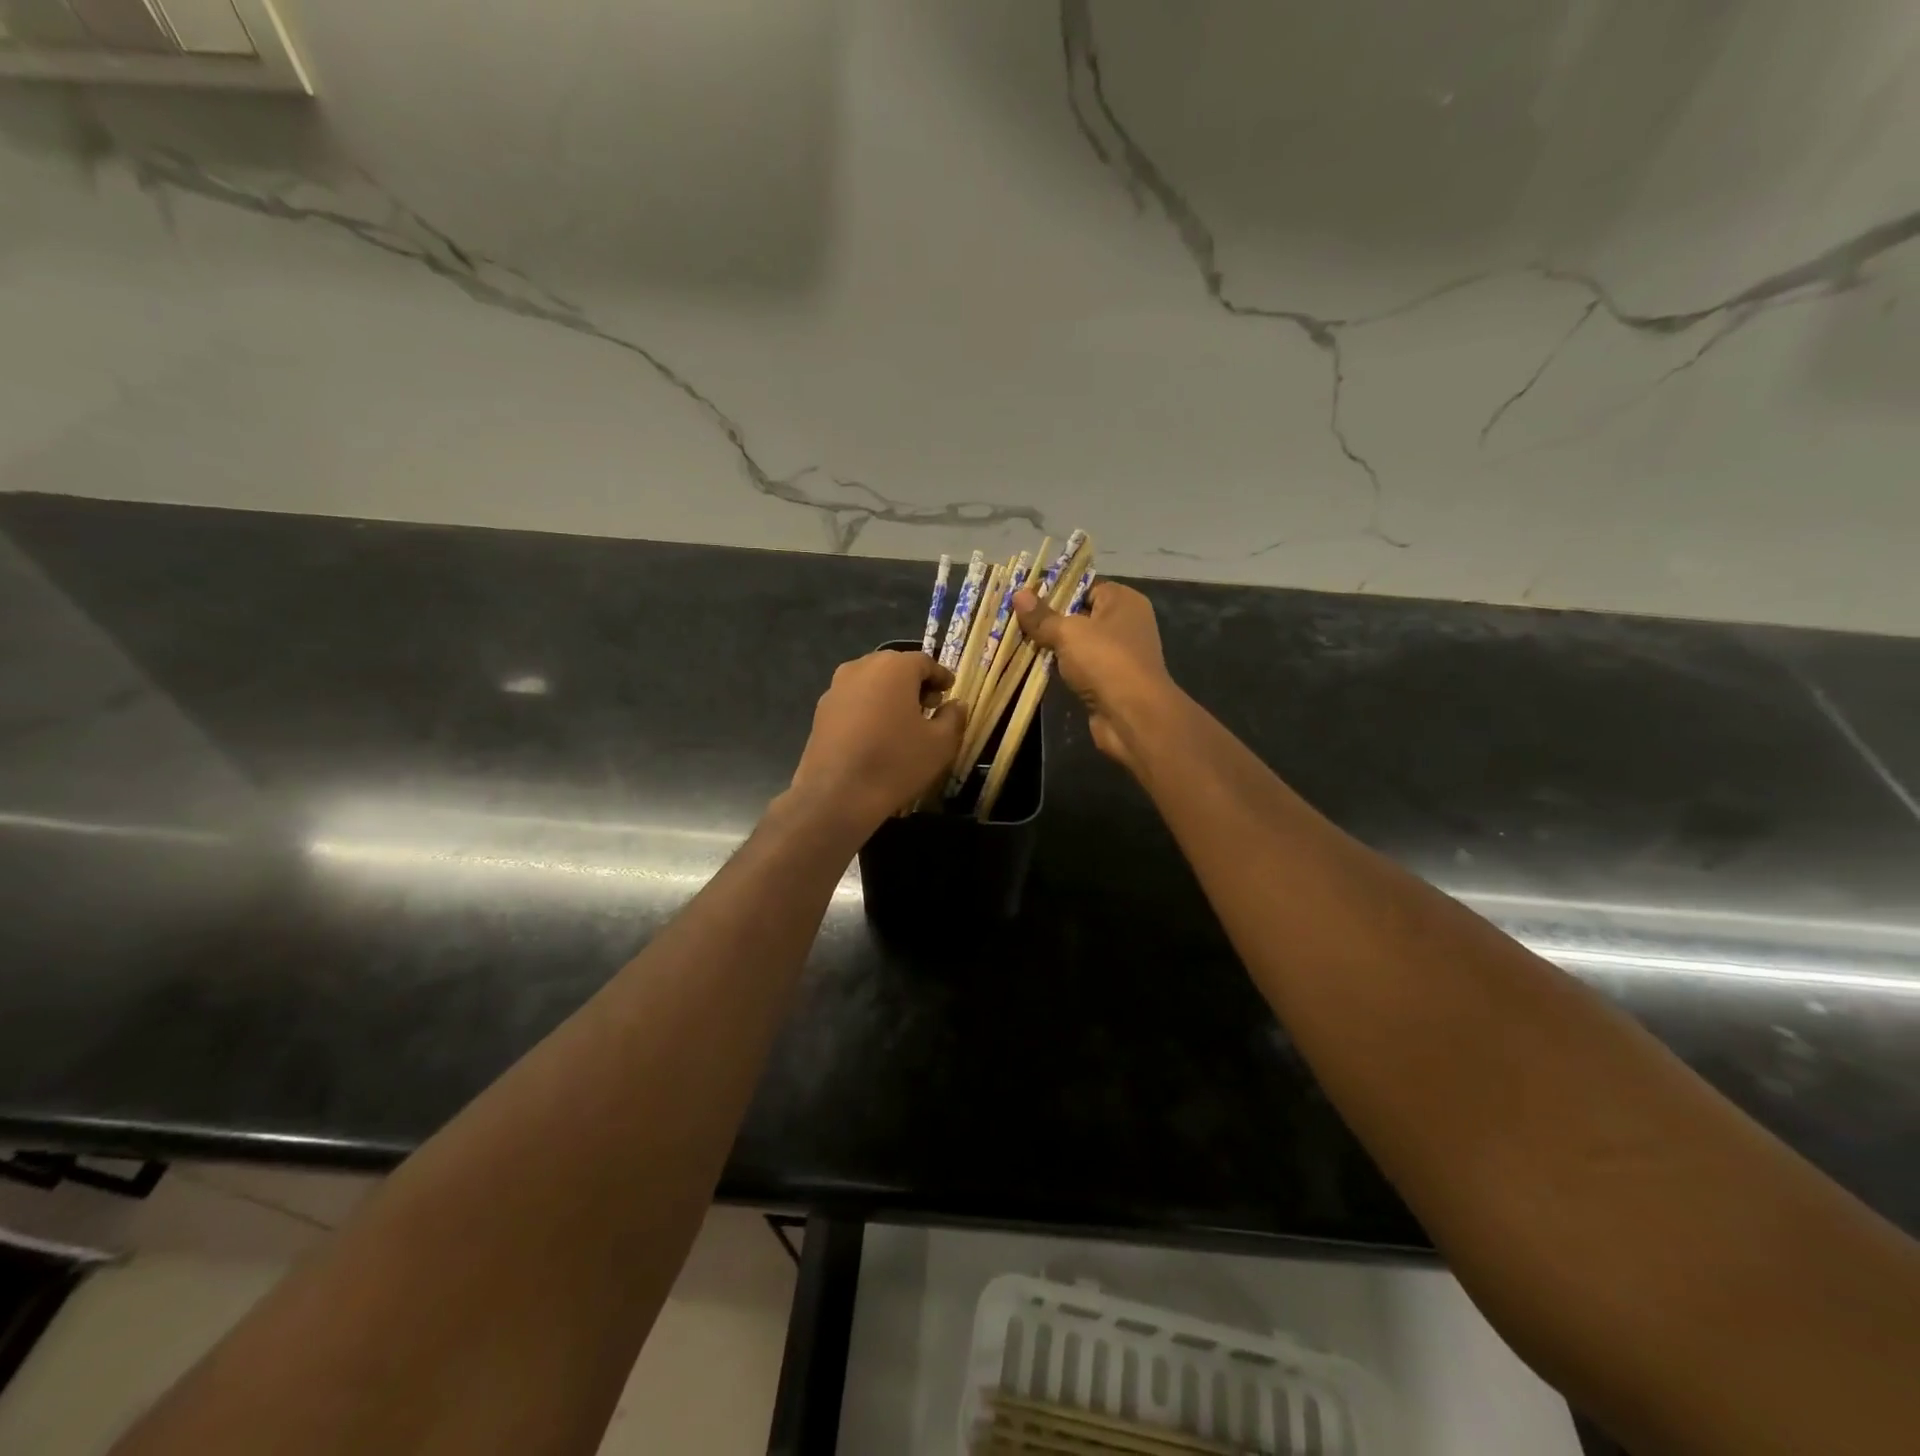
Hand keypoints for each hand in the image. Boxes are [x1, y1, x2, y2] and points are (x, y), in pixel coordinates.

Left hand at [788, 650, 965, 832]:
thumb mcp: (940, 744)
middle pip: (894, 667)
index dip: (940, 676)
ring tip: (903, 722)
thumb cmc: (896, 763)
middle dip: (914, 683)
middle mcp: (861, 667)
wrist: (836, 795)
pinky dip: (868, 708)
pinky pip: (853, 700)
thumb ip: (953, 717)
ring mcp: (836, 688)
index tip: (950, 692)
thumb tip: (955, 704)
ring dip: (890, 695)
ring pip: (871, 683)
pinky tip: (876, 734)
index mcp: (893, 667)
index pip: (924, 662)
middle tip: (930, 705)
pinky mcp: (820, 711)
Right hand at [1013, 581, 1174, 773]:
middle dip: (1049, 619)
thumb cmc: (1105, 660)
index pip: (1086, 586)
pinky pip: (1080, 667)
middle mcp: (1125, 624)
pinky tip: (1036, 666)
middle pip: (1080, 614)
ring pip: (1078, 644)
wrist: (1132, 715)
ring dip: (1053, 646)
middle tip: (1015, 617)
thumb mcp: (1068, 632)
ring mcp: (1119, 655)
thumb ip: (1042, 616)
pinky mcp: (1110, 681)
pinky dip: (1062, 668)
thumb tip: (1018, 594)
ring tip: (1018, 640)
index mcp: (1123, 601)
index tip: (1024, 595)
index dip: (1056, 590)